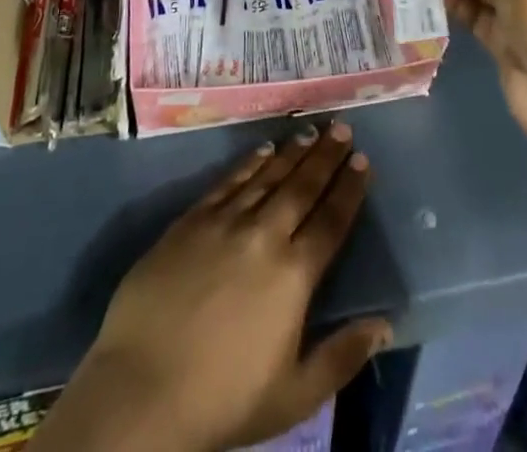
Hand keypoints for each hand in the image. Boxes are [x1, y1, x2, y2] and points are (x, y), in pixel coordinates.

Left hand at [40, 123, 389, 451]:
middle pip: (302, 187)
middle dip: (326, 155)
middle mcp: (264, 236)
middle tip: (342, 127)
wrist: (142, 388)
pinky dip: (249, 163)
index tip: (363, 160)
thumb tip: (385, 325)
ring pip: (267, 176)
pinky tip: (263, 149)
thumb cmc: (223, 399)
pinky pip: (228, 181)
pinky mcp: (191, 220)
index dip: (349, 189)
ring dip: (292, 152)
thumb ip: (341, 357)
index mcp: (293, 275)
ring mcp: (225, 222)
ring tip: (311, 129)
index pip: (331, 221)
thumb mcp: (294, 396)